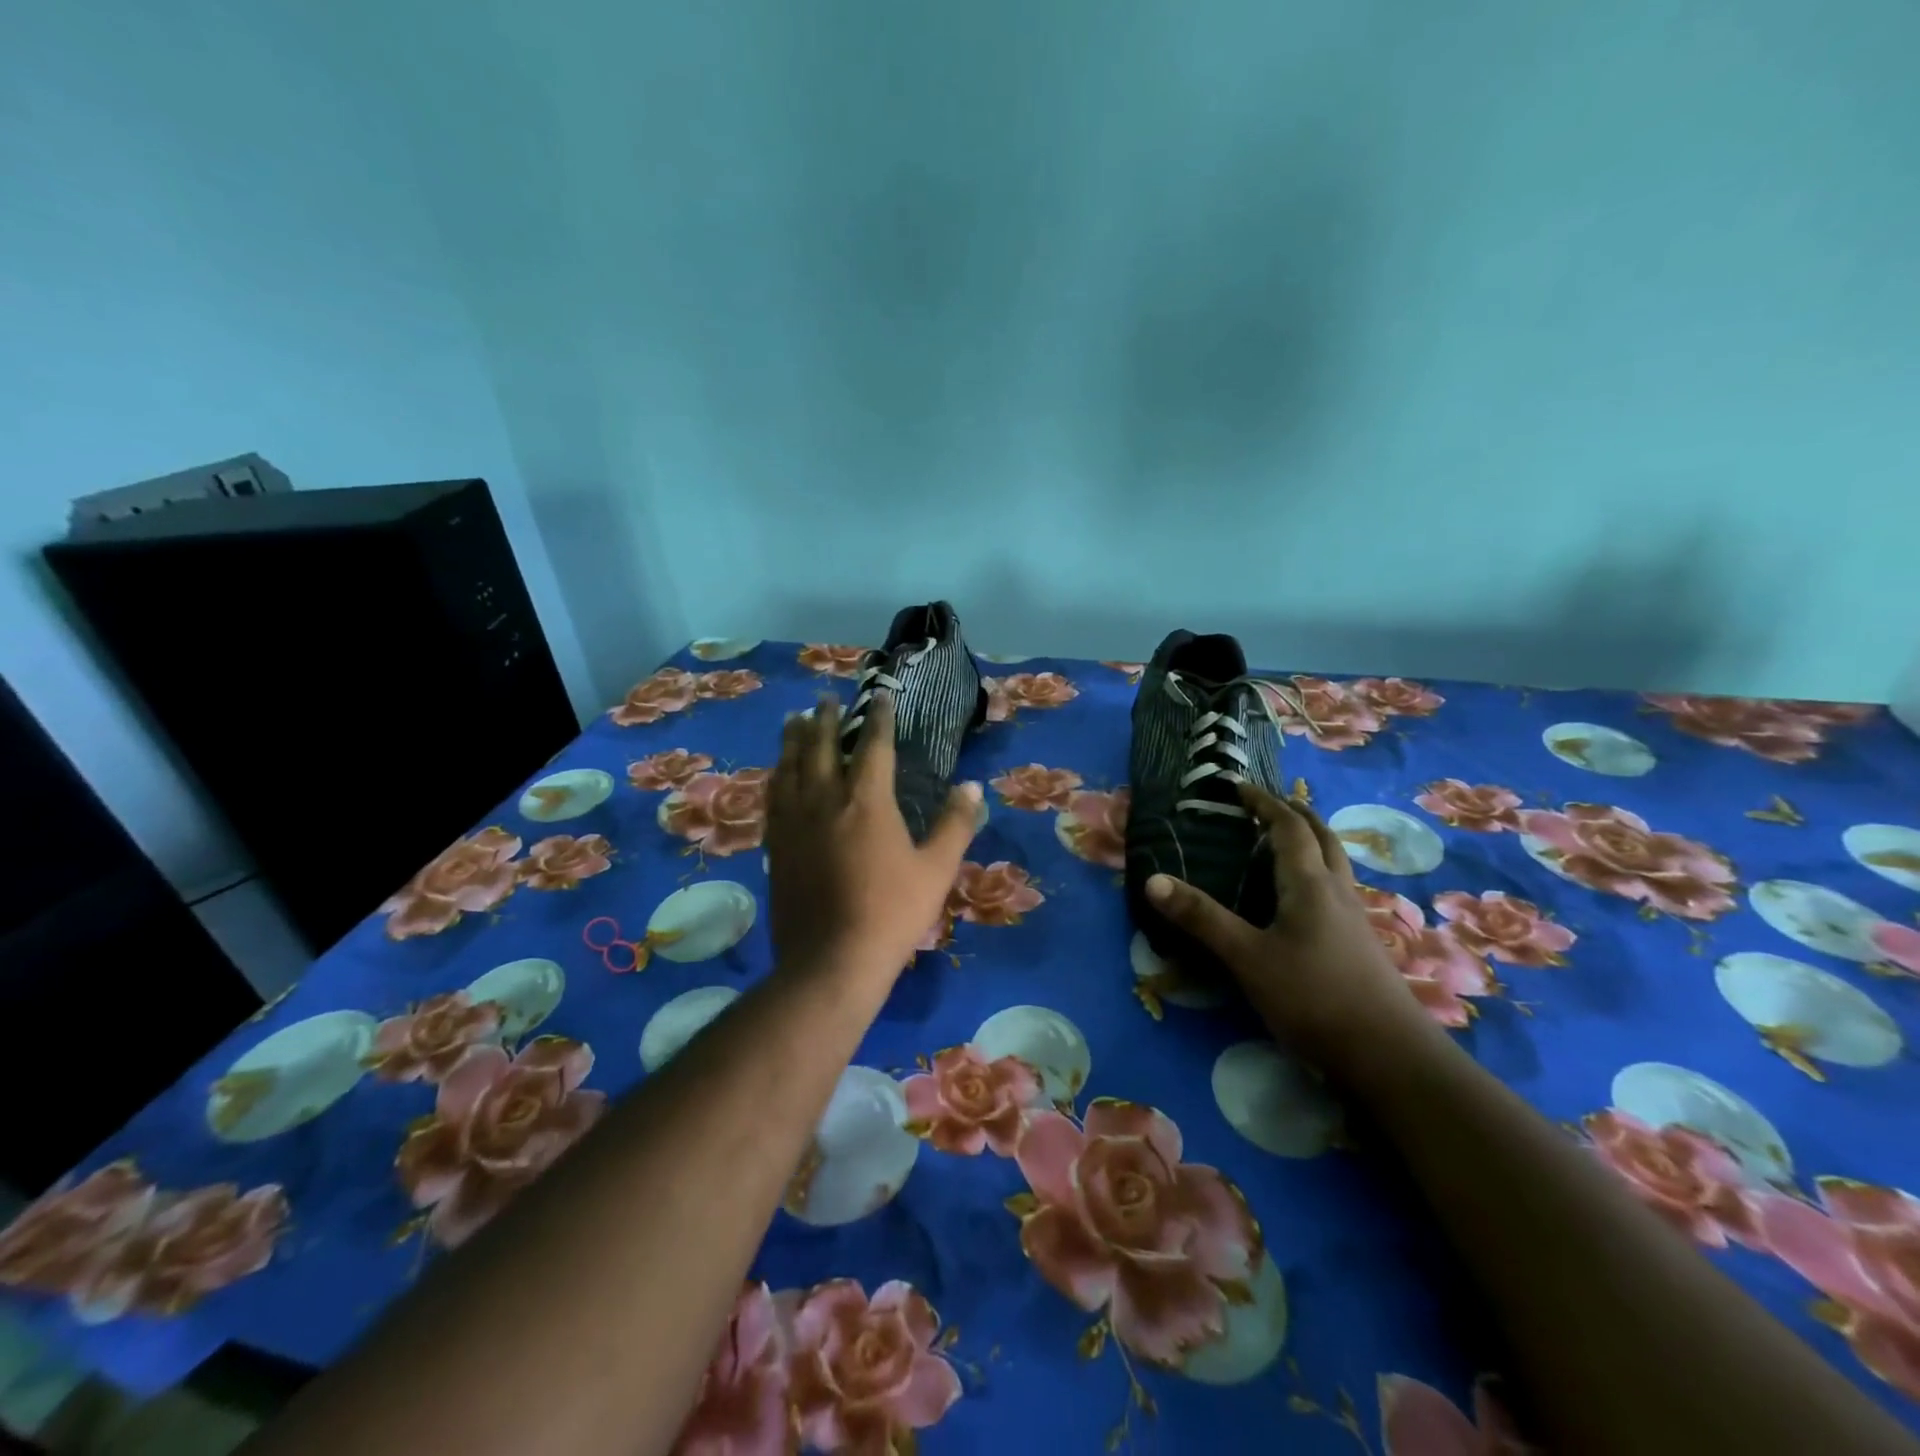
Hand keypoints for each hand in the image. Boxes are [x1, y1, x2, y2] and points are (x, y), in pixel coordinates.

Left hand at [767, 693, 980, 981]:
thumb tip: (971, 786)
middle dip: (826, 719)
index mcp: (867, 801)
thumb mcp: (937, 869)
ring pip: (789, 767)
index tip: (880, 695)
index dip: (878, 717)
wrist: (831, 960)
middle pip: (821, 747)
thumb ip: (955, 824)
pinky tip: (776, 773)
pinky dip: (776, 775)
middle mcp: (825, 800)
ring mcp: (794, 822)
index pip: (873, 745)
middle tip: (826, 698)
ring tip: (795, 720)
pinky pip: (772, 797)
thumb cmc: (892, 912)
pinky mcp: (775, 845)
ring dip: (794, 739)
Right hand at [1145, 783, 1437, 1077]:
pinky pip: (1338, 890)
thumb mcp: (1247, 958)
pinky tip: (1304, 900)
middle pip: (1322, 838)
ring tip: (1285, 843)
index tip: (1239, 787)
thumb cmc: (1313, 998)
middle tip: (1268, 806)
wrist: (1389, 1057)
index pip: (1289, 828)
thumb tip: (1152, 880)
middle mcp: (1337, 892)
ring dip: (1311, 842)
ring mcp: (1355, 919)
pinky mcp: (1361, 945)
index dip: (1263, 803)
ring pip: (1335, 864)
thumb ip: (1202, 918)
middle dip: (1295, 814)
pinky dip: (1318, 873)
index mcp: (1310, 885)